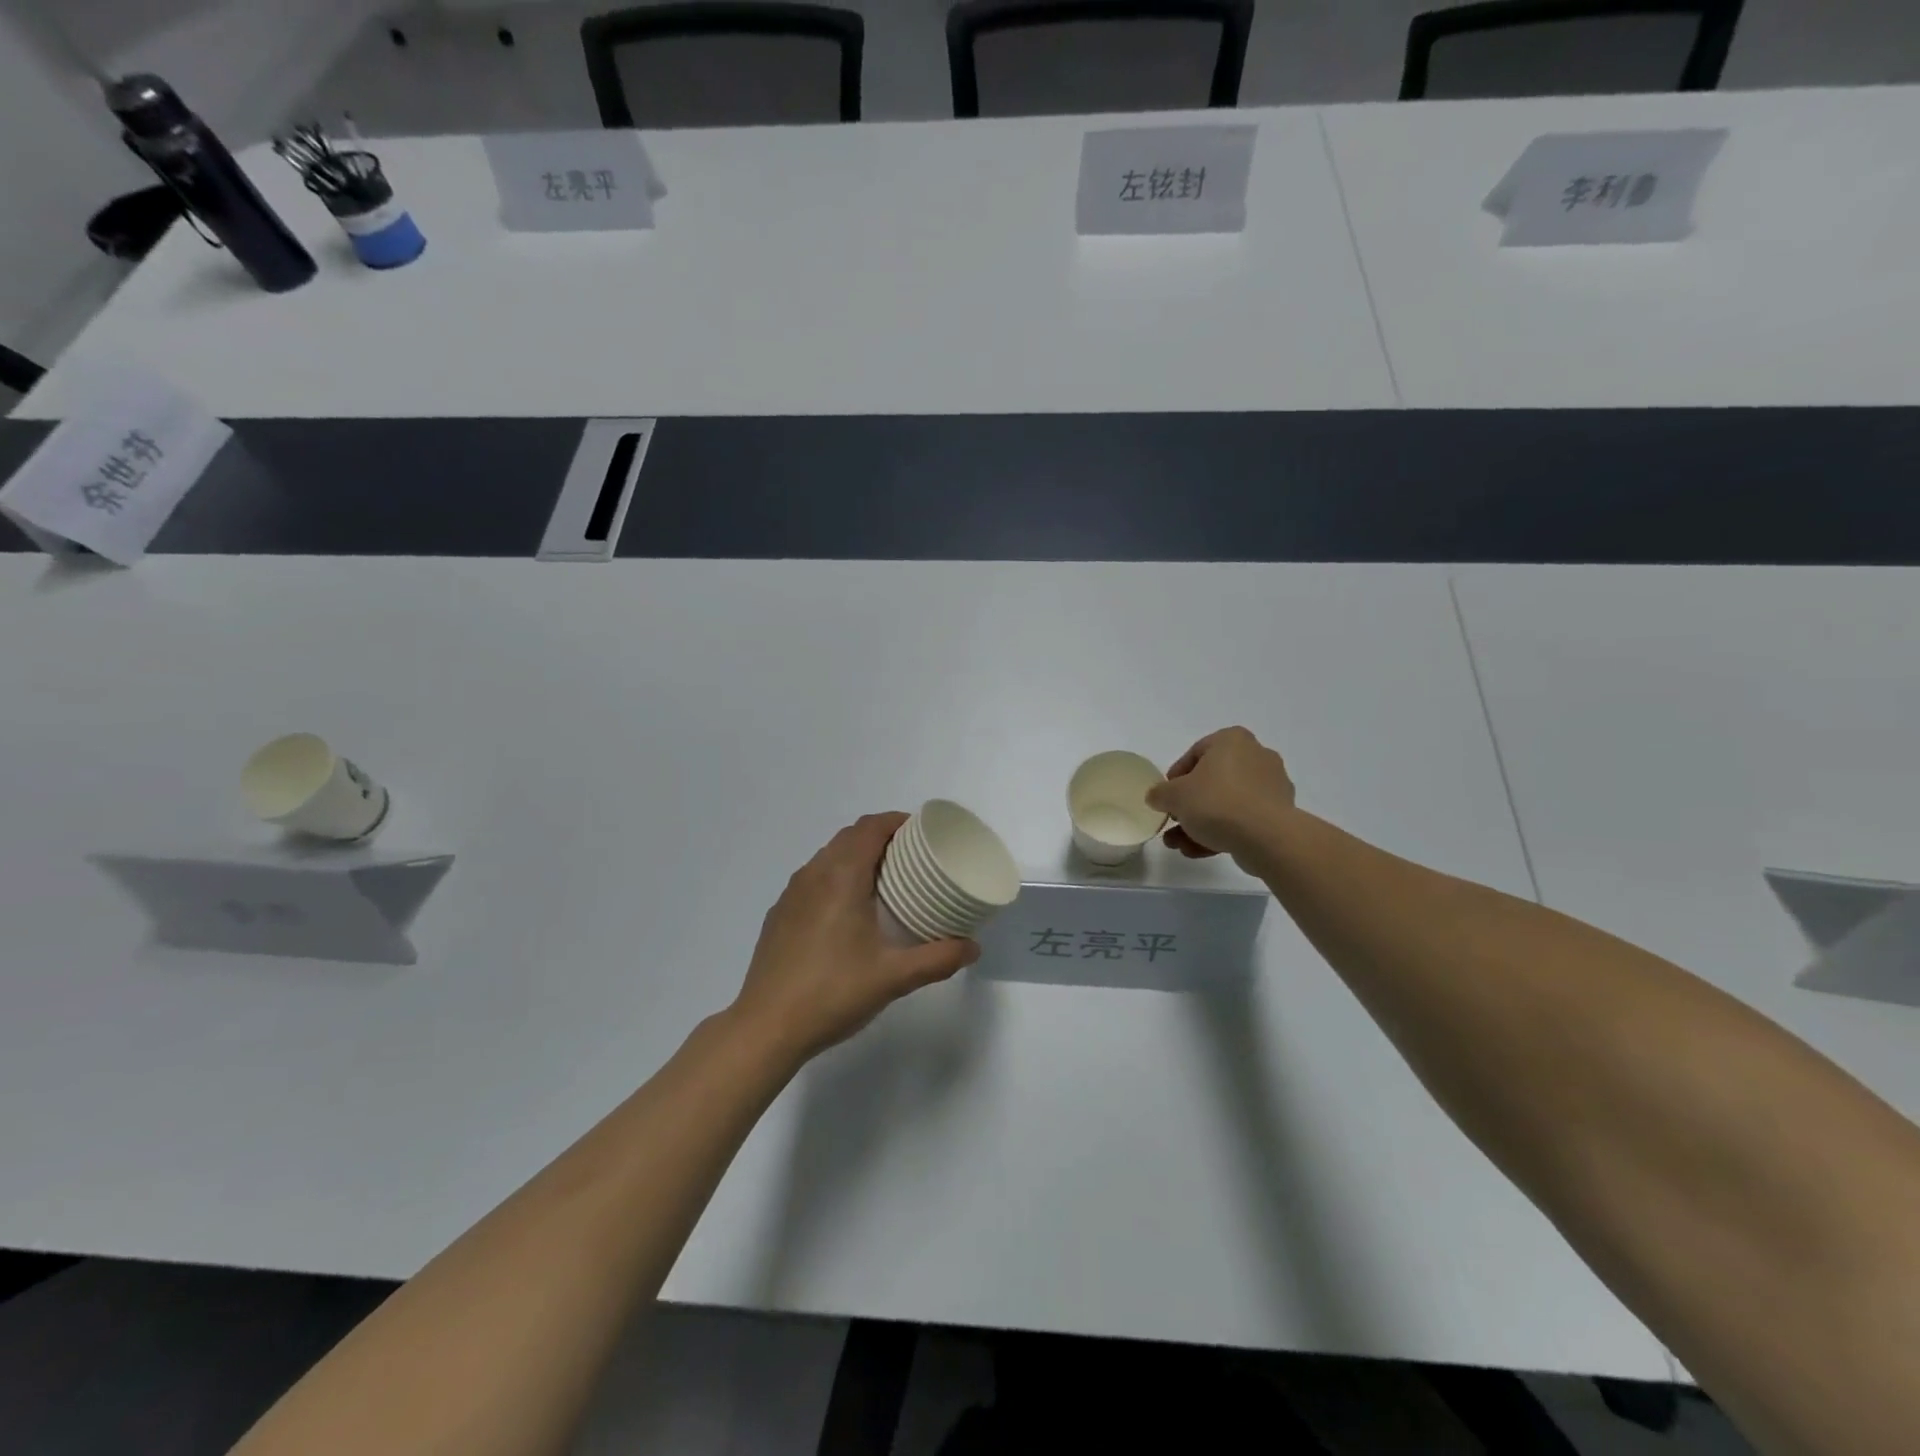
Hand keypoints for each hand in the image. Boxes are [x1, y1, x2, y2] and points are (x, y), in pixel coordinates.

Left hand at [731, 813, 979, 1064]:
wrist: (766, 1027)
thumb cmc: (832, 993)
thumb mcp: (893, 978)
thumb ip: (937, 959)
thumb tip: (973, 947)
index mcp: (841, 876)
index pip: (870, 827)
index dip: (897, 822)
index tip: (923, 834)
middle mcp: (813, 874)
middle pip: (850, 836)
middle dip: (882, 837)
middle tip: (912, 858)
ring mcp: (791, 894)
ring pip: (828, 856)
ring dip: (857, 856)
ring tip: (885, 881)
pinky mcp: (780, 914)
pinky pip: (813, 878)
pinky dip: (836, 877)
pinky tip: (849, 911)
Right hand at [1146, 727, 1297, 863]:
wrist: (1266, 837)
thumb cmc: (1216, 802)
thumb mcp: (1174, 796)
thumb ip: (1160, 794)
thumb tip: (1156, 797)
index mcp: (1232, 740)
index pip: (1196, 753)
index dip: (1175, 778)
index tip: (1166, 798)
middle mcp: (1256, 756)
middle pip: (1212, 781)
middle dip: (1188, 806)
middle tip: (1173, 823)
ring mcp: (1271, 786)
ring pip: (1226, 803)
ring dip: (1199, 824)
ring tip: (1179, 845)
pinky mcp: (1279, 814)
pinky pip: (1243, 819)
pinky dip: (1221, 833)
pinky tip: (1198, 852)